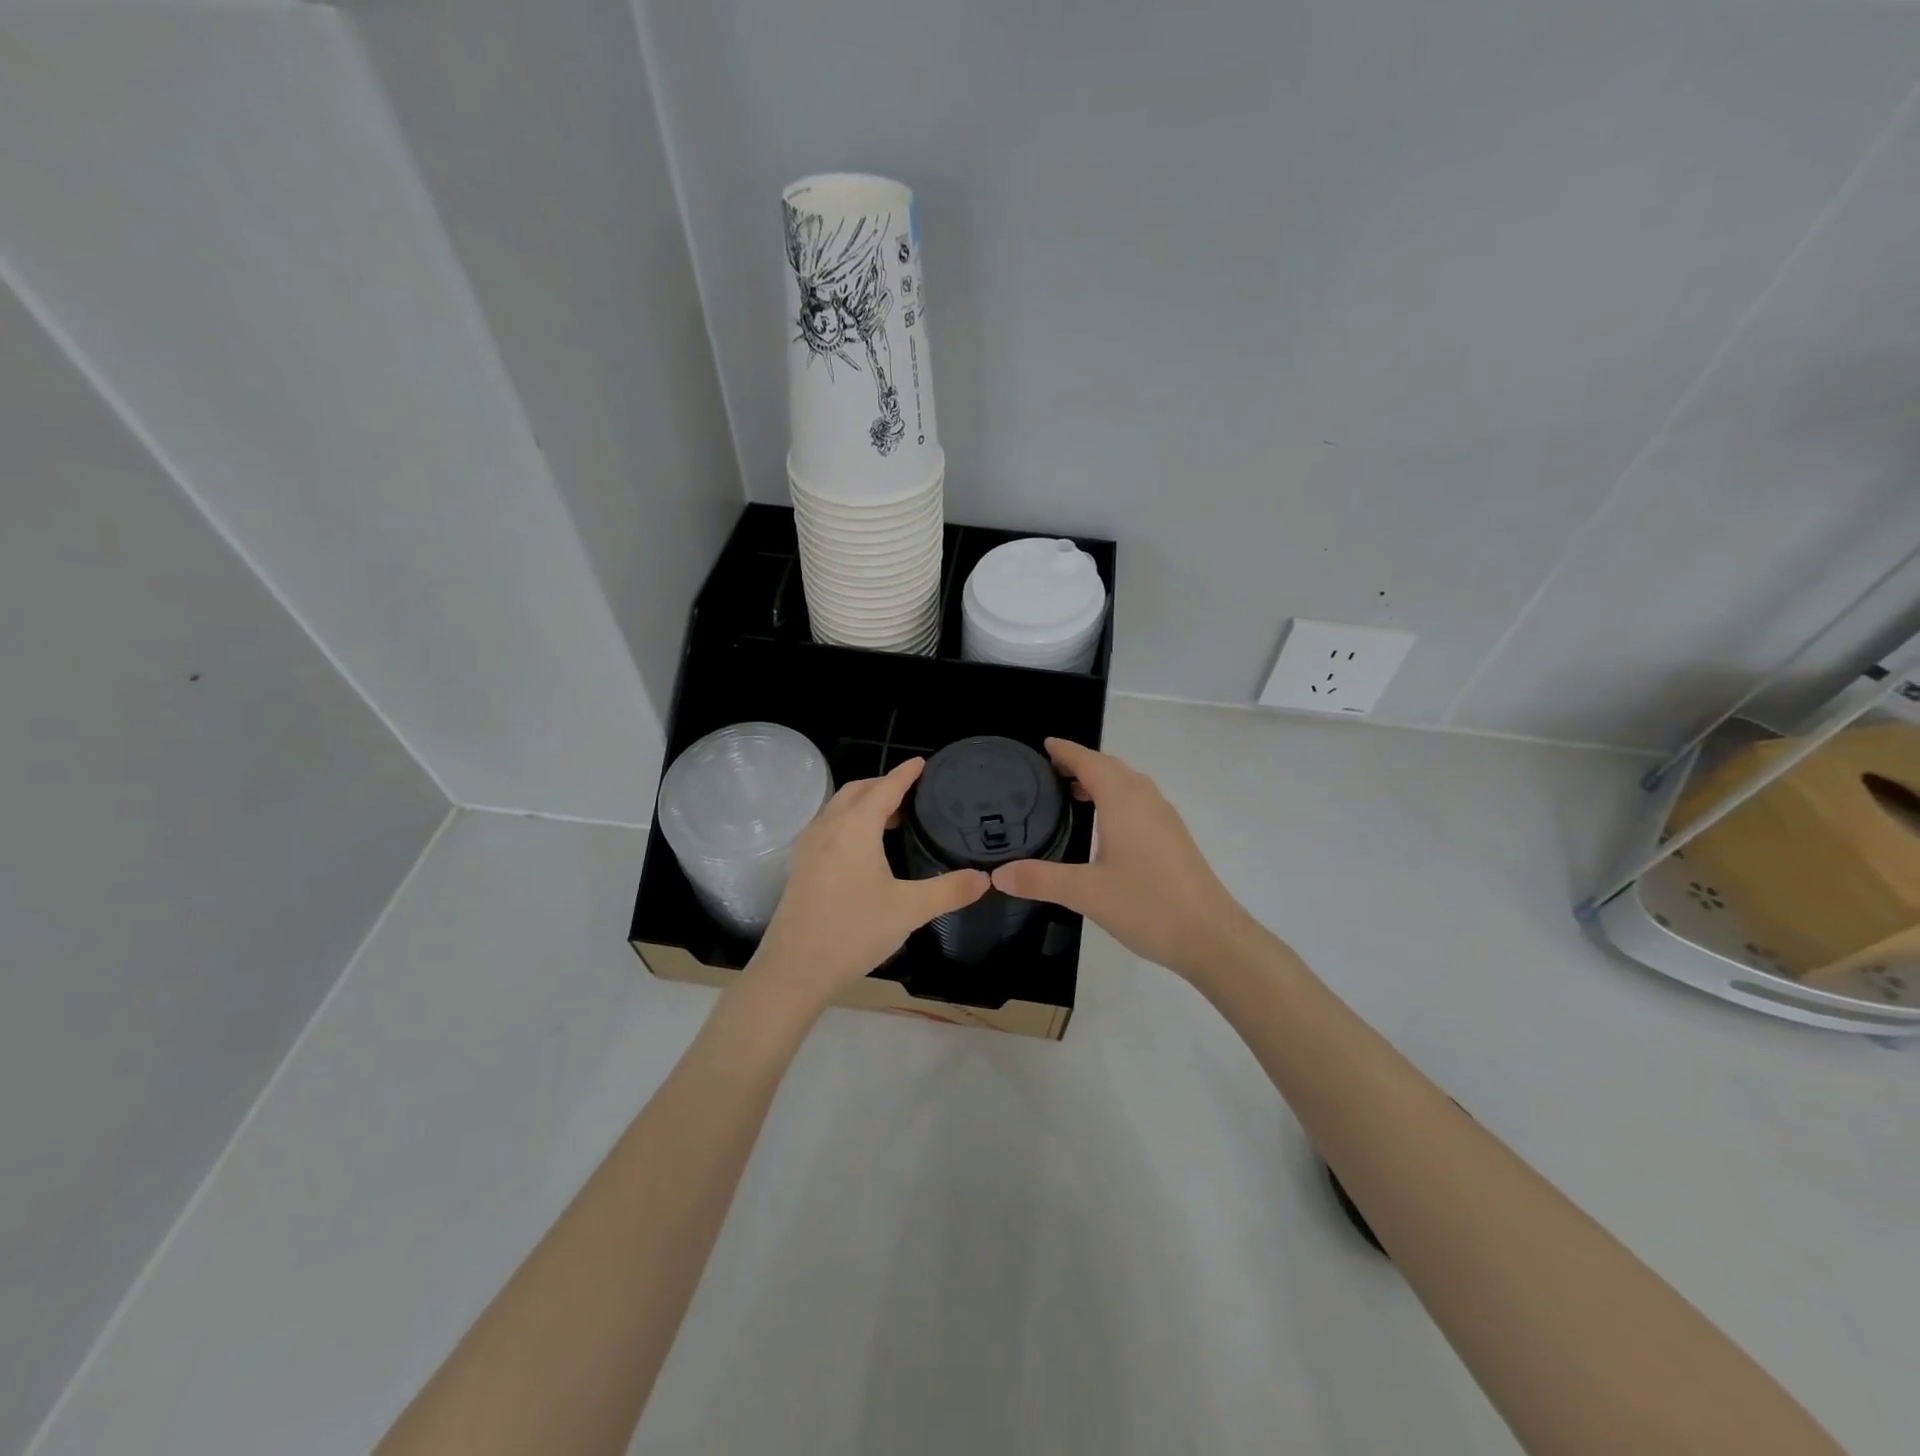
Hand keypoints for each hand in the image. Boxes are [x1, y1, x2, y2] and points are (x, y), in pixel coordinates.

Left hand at [747, 758, 989, 1012]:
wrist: (794, 969)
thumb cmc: (853, 931)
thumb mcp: (909, 910)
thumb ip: (949, 890)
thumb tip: (985, 878)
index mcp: (855, 827)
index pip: (885, 788)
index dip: (905, 774)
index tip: (922, 763)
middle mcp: (828, 826)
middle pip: (857, 791)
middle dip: (884, 785)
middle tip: (911, 794)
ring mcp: (809, 846)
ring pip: (838, 808)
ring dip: (864, 803)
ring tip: (892, 819)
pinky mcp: (800, 866)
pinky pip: (828, 826)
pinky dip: (849, 821)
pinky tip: (863, 849)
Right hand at [990, 739, 1265, 984]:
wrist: (1212, 937)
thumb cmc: (1148, 906)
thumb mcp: (1086, 893)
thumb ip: (1040, 879)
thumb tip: (997, 874)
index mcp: (1123, 802)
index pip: (1090, 761)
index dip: (1066, 751)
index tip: (1044, 744)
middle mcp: (1146, 800)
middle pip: (1111, 767)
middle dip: (1082, 763)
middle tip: (1050, 771)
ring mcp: (1165, 819)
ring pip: (1129, 784)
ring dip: (1102, 780)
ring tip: (1074, 794)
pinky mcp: (1174, 838)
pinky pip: (1140, 802)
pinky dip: (1117, 798)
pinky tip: (1106, 826)